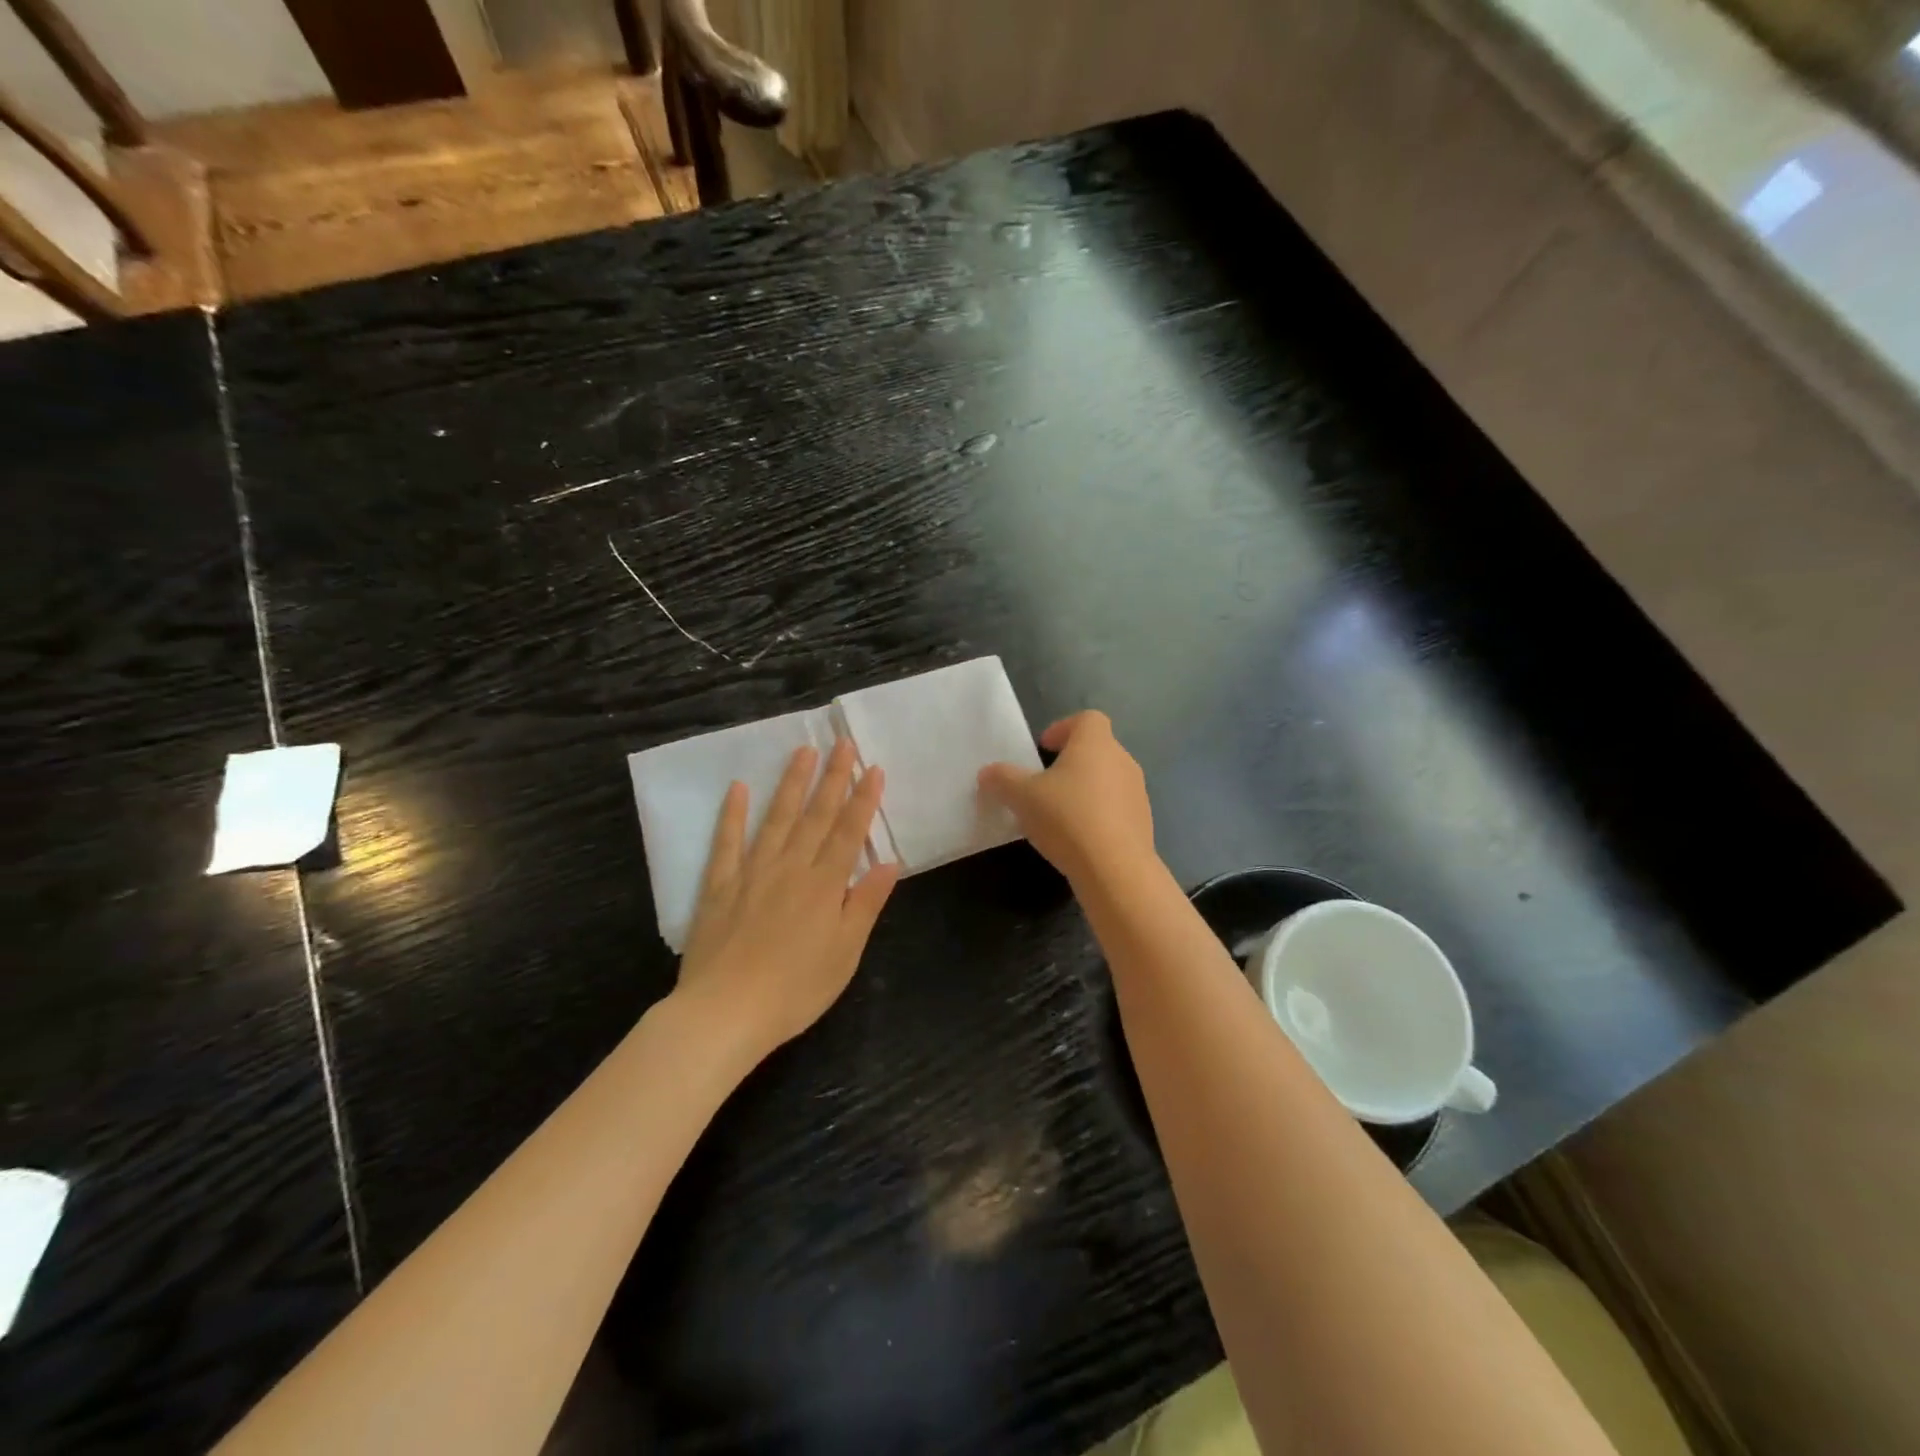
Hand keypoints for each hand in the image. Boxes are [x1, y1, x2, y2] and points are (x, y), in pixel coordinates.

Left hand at [677, 739, 899, 1054]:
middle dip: (832, 777)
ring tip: (803, 751)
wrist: (725, 1012)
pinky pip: (727, 842)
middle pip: (816, 816)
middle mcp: (790, 868)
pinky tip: (739, 788)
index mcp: (824, 885)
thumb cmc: (795, 989)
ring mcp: (752, 873)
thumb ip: (865, 904)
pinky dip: (732, 814)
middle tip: (842, 743)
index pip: (849, 832)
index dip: (863, 799)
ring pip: (777, 818)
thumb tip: (889, 864)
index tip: (873, 768)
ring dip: (791, 783)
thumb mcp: (845, 953)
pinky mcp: (719, 886)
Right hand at [978, 710, 1154, 887]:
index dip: (1063, 728)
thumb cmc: (1067, 817)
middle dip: (1070, 763)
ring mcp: (1137, 793)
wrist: (1115, 869)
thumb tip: (987, 773)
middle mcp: (1122, 760)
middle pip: (1096, 750)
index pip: (1086, 719)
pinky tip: (1077, 839)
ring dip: (1084, 791)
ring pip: (1107, 781)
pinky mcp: (1143, 823)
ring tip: (1057, 815)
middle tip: (1043, 784)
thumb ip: (1002, 779)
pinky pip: (1115, 809)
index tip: (1043, 749)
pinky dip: (1097, 816)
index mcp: (1096, 743)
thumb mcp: (1021, 796)